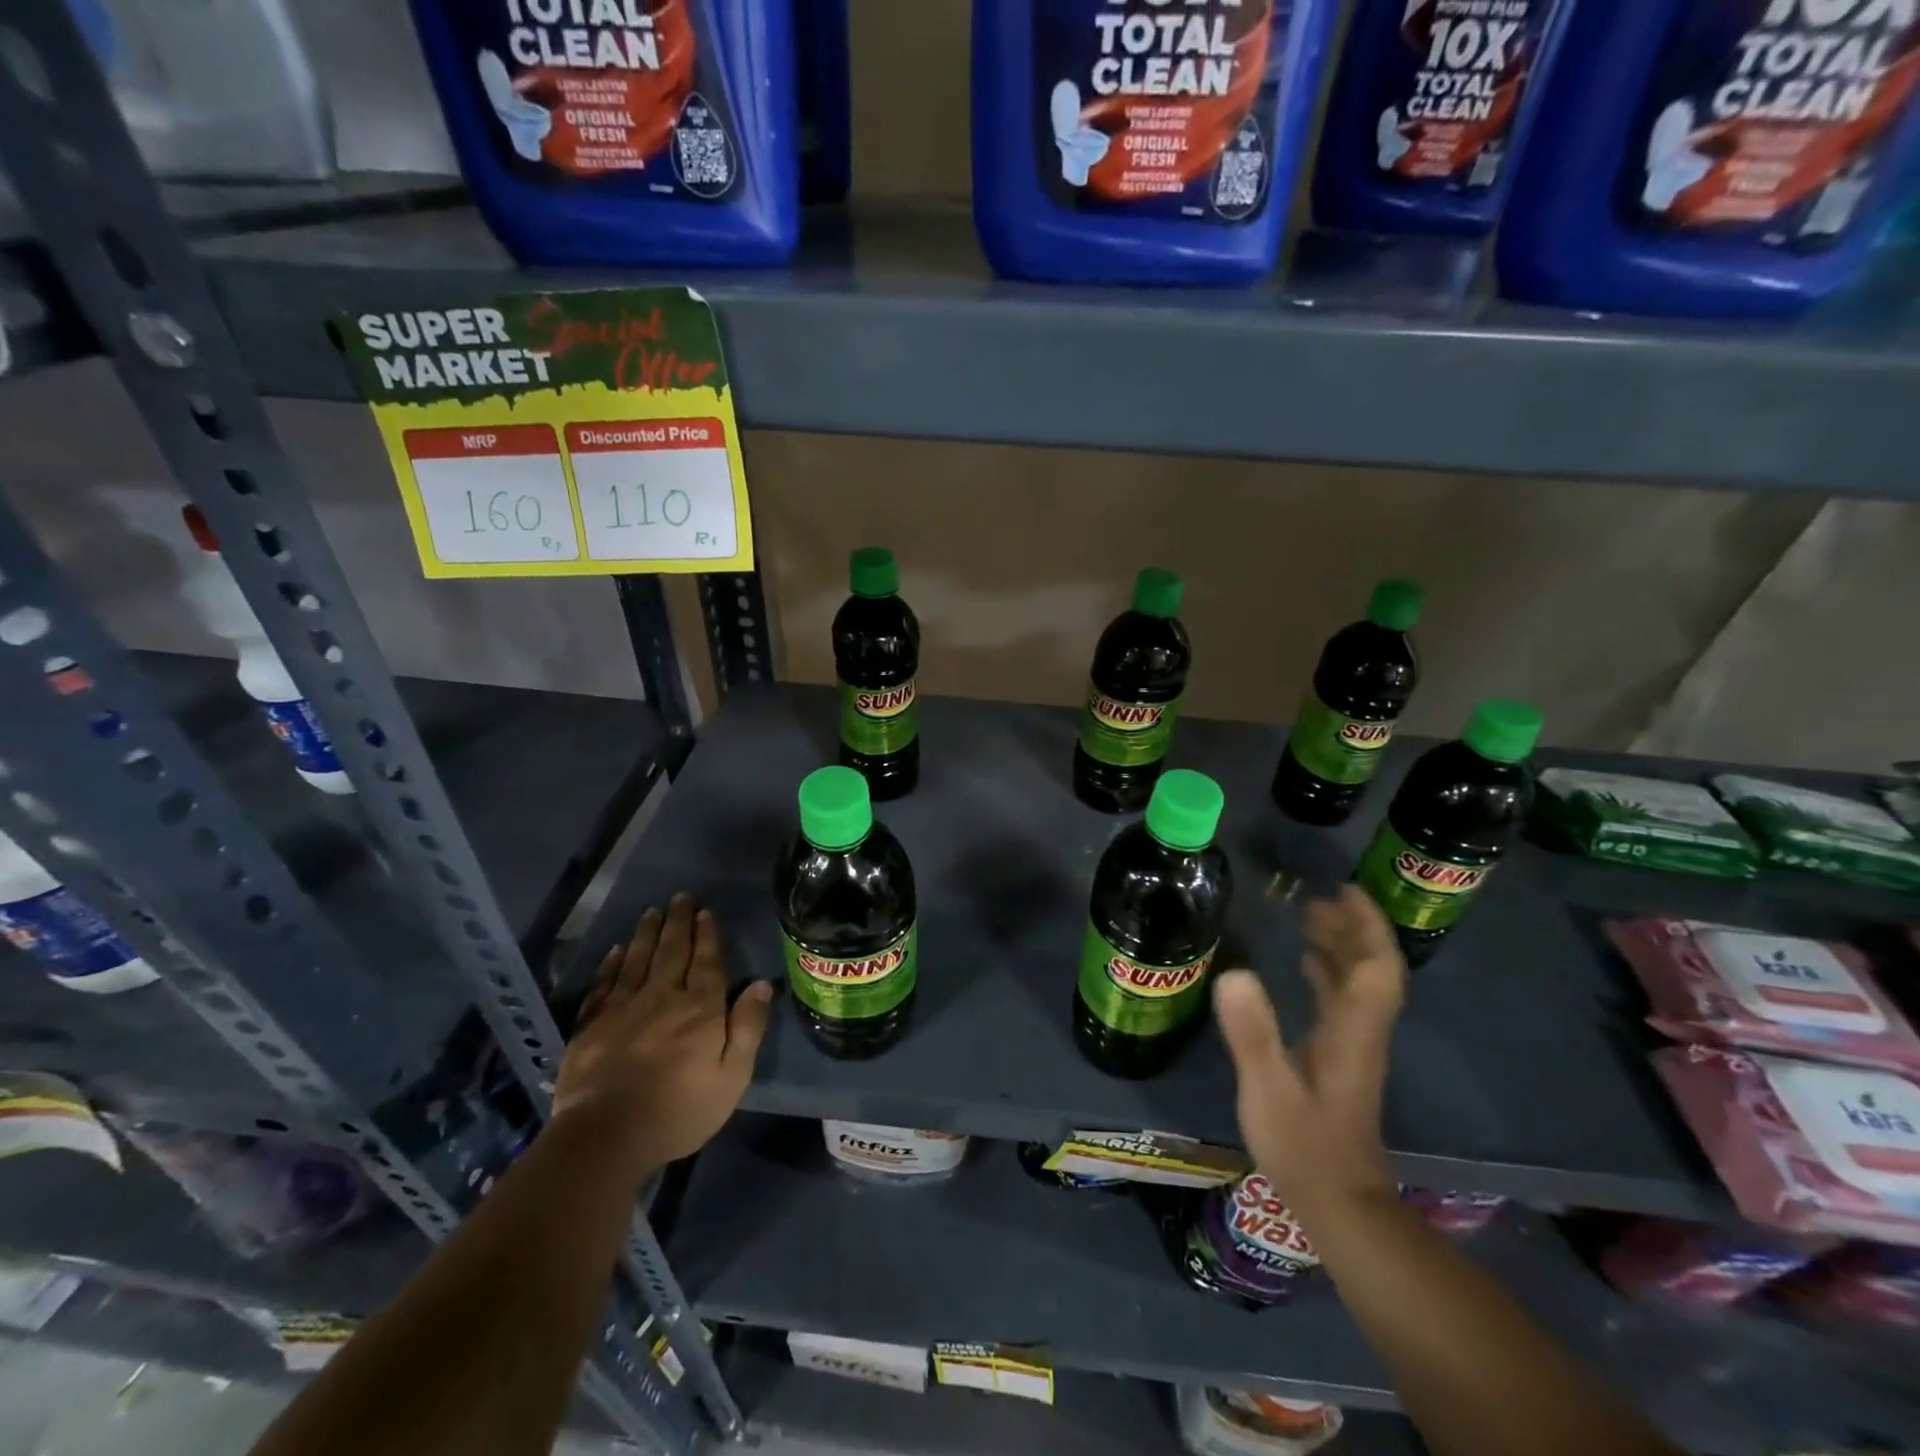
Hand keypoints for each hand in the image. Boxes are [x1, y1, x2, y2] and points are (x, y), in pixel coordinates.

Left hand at [552, 894, 772, 1174]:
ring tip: (652, 911)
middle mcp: (663, 996)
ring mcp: (623, 1008)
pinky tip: (616, 950)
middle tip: (681, 897)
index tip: (706, 912)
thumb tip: (761, 984)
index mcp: (700, 1008)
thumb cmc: (680, 1110)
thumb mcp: (732, 1076)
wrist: (606, 1135)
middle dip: (679, 922)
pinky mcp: (591, 1025)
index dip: (707, 935)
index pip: (707, 961)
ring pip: (638, 959)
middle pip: (673, 951)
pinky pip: (604, 983)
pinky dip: (612, 964)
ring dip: (647, 933)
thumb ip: (748, 1027)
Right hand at [1214, 884, 1405, 1219]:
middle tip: (1313, 898)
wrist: (1338, 1204)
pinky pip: (1340, 1000)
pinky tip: (1303, 964)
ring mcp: (1351, 1046)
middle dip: (1351, 928)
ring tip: (1307, 917)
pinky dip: (1327, 972)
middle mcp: (1359, 1031)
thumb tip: (1234, 971)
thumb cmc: (1304, 1145)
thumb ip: (1252, 1032)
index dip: (1367, 926)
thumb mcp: (1268, 1088)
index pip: (1376, 967)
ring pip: (1357, 984)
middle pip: (1371, 969)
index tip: (1343, 891)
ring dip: (1340, 947)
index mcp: (1353, 1030)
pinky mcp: (1337, 1059)